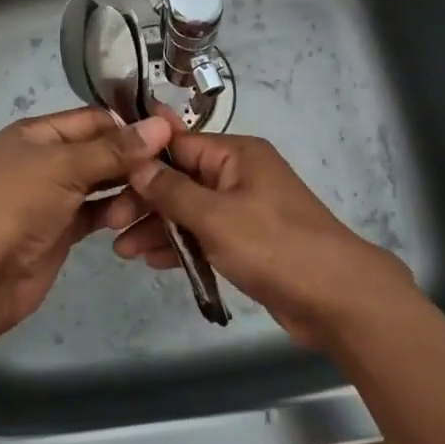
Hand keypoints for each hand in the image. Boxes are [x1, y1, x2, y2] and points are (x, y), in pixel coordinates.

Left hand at [0, 108, 170, 331]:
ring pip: (102, 183)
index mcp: (37, 133)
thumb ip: (114, 149)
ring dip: (125, 190)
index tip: (169, 136)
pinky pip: (96, 212)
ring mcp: (54, 195)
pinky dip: (114, 213)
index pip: (93, 119)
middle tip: (168, 172)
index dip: (128, 126)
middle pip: (100, 151)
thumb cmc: (17, 205)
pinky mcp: (62, 228)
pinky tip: (132, 218)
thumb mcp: (65, 167)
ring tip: (146, 202)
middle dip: (131, 160)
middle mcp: (46, 159)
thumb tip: (162, 125)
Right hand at [107, 121, 414, 348]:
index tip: (107, 177)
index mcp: (236, 155)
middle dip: (146, 200)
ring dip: (158, 227)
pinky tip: (152, 260)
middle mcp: (239, 174)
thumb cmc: (274, 246)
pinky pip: (205, 235)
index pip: (179, 145)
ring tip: (122, 250)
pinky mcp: (248, 241)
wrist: (337, 298)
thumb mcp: (215, 216)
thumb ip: (172, 190)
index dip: (142, 160)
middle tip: (109, 224)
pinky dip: (181, 245)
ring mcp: (244, 209)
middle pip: (181, 179)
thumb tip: (138, 161)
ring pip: (190, 210)